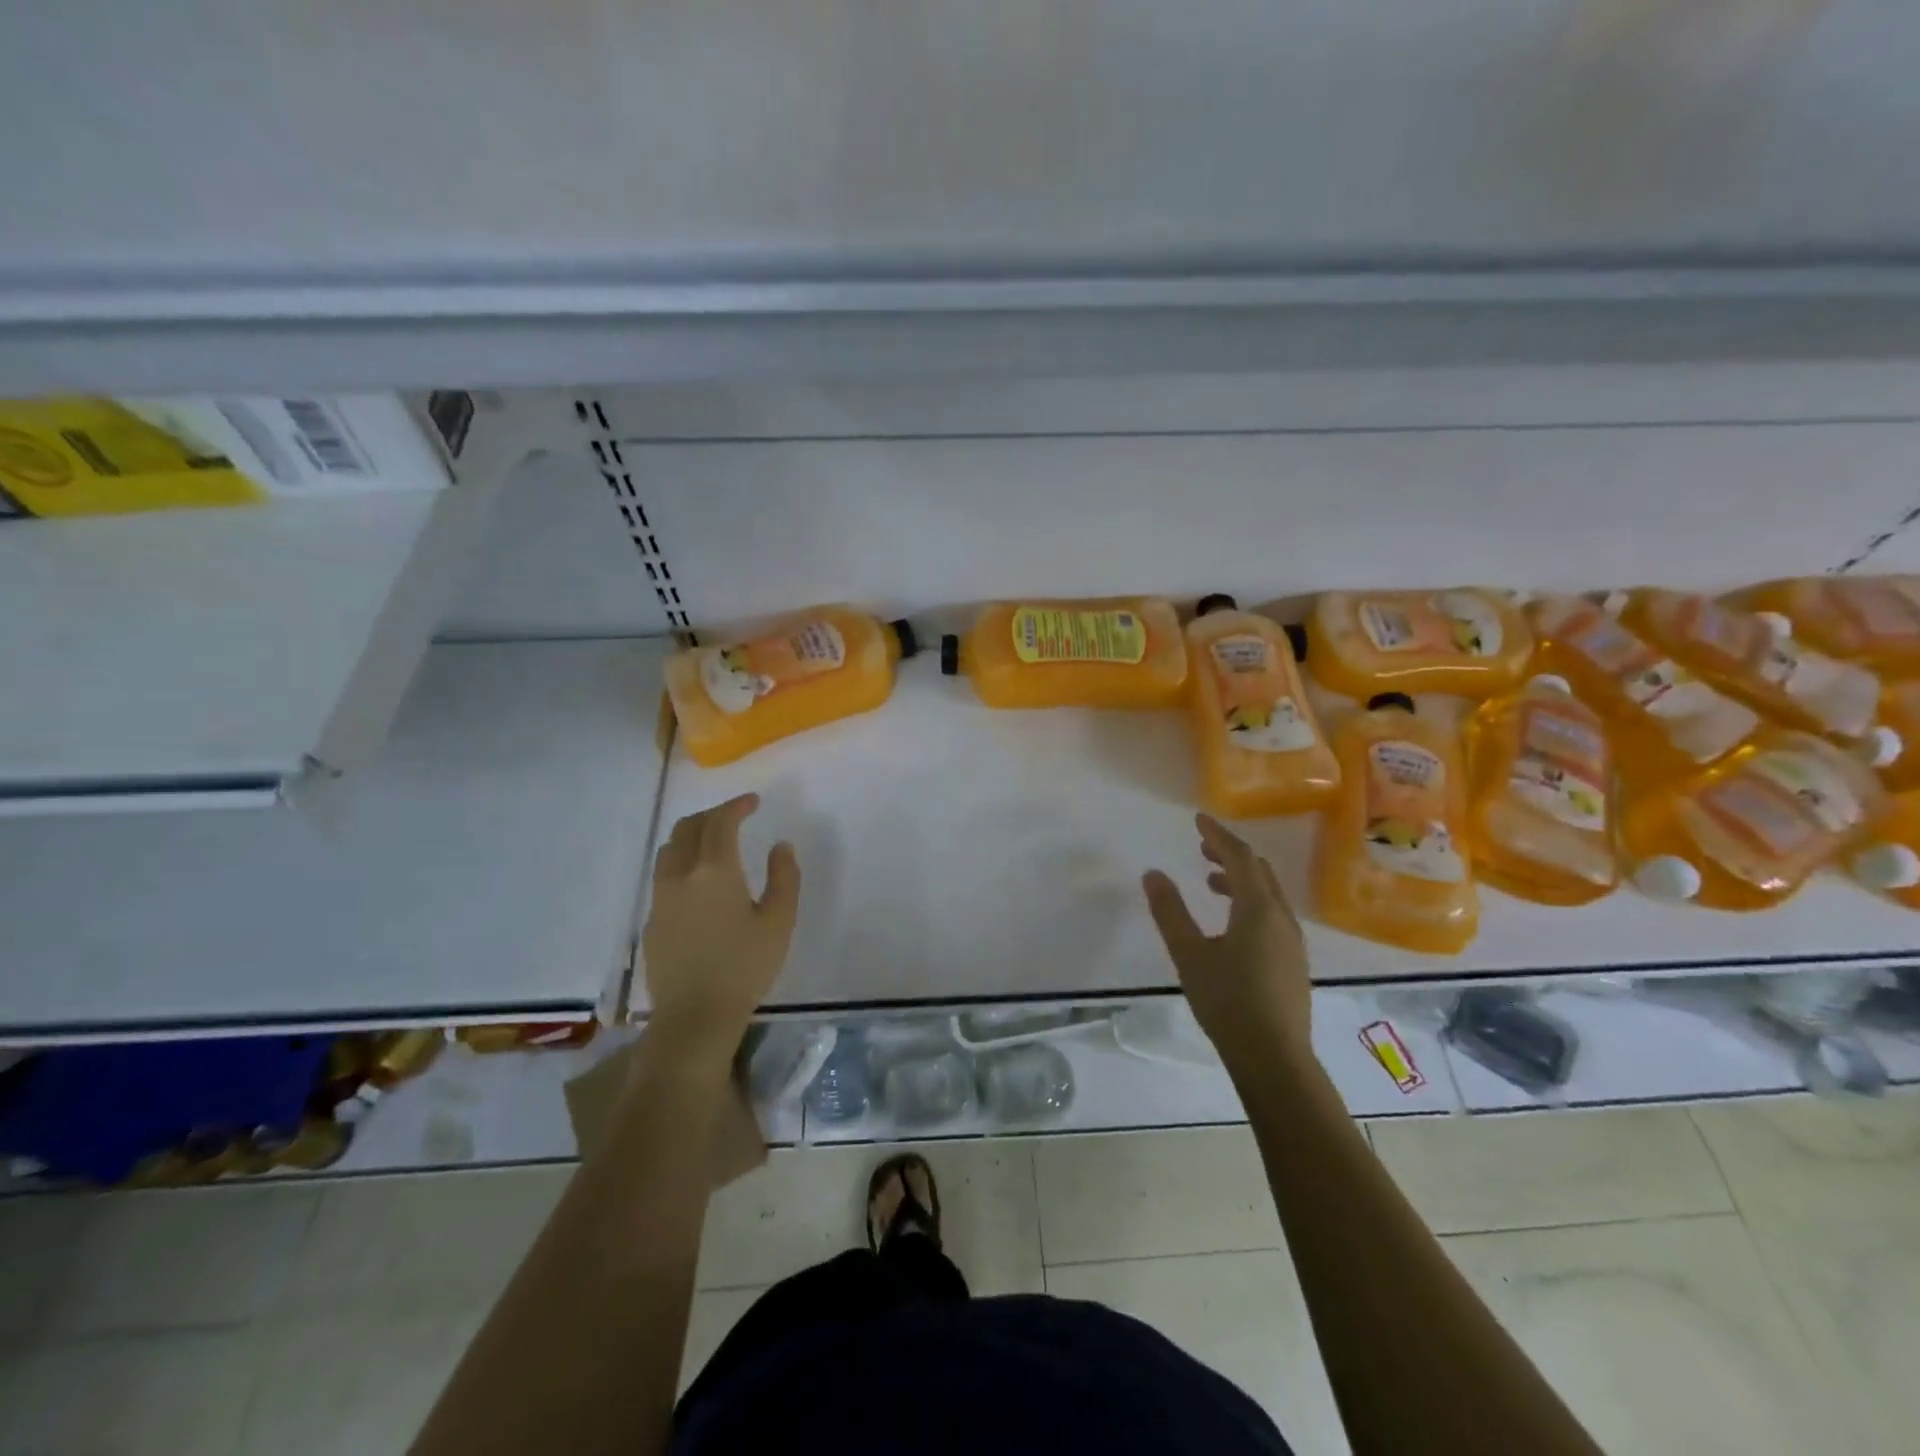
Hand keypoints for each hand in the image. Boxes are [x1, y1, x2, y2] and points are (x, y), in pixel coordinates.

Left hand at [642, 793, 799, 1062]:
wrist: (695, 1017)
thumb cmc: (744, 967)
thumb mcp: (779, 921)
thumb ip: (784, 877)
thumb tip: (780, 845)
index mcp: (714, 870)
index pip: (721, 821)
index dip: (737, 805)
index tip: (753, 802)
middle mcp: (680, 875)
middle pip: (688, 827)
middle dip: (712, 814)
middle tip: (735, 817)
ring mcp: (660, 897)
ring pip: (670, 848)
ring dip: (692, 834)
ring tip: (714, 842)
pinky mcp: (651, 920)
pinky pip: (664, 874)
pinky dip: (681, 860)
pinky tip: (698, 880)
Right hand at [1142, 815, 1311, 1067]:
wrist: (1274, 1058)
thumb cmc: (1227, 1001)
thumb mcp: (1189, 954)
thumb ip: (1170, 911)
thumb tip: (1153, 874)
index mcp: (1257, 908)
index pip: (1240, 857)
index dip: (1218, 835)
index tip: (1199, 819)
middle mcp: (1281, 917)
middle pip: (1259, 871)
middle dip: (1231, 854)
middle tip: (1202, 847)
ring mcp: (1292, 941)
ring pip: (1268, 894)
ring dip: (1241, 879)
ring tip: (1211, 882)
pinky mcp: (1293, 961)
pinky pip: (1272, 914)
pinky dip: (1250, 902)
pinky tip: (1231, 924)